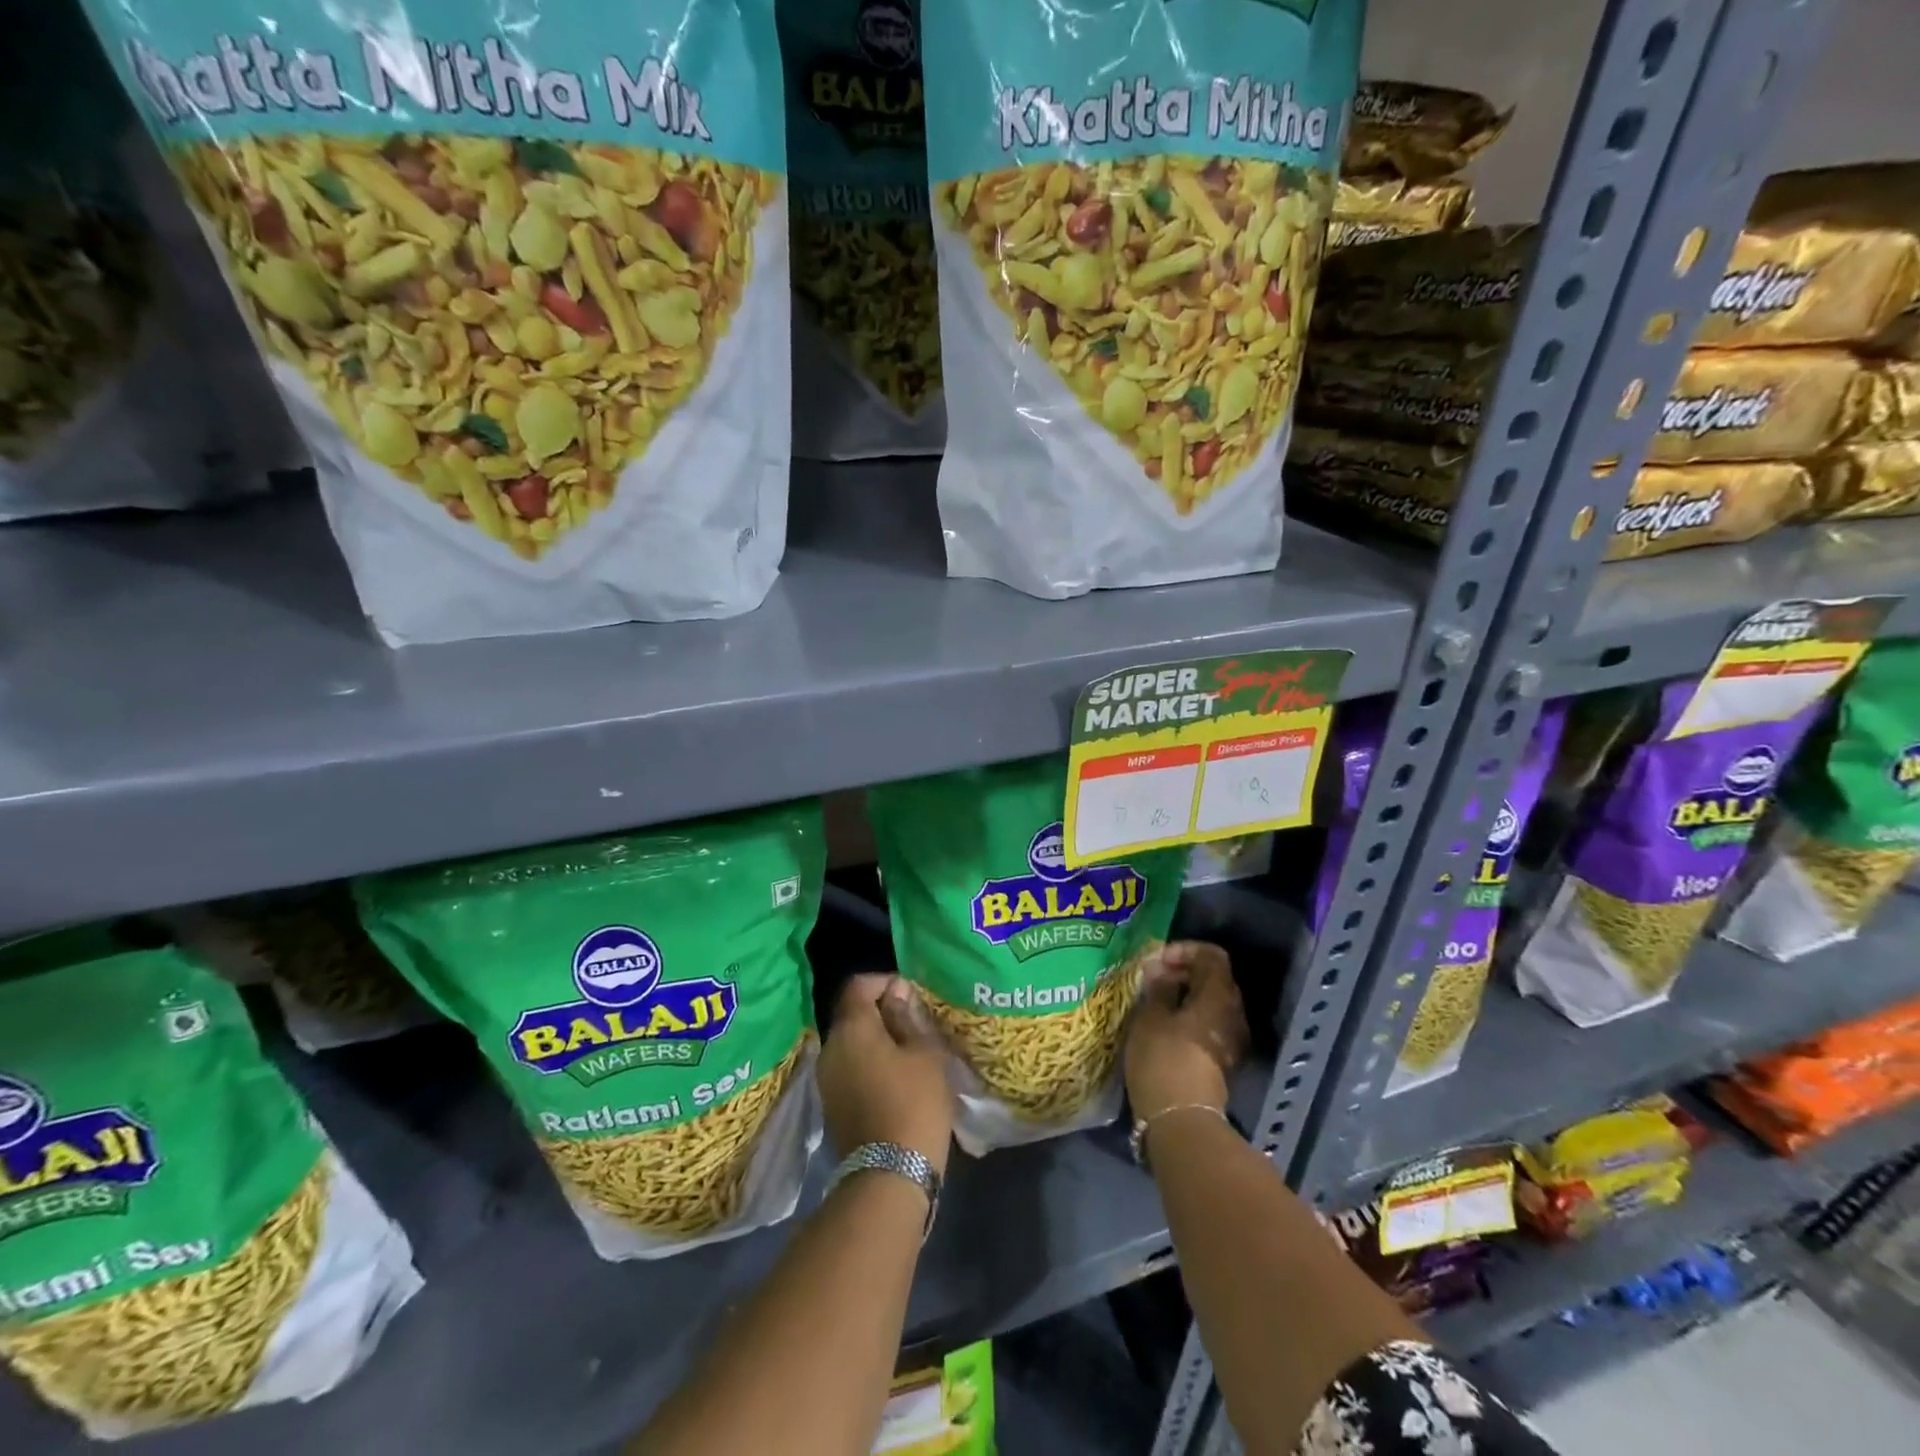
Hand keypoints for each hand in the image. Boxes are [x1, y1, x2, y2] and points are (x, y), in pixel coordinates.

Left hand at [818, 974, 953, 1175]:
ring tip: (909, 1052)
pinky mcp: (831, 1105)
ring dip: (876, 1040)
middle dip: (882, 1011)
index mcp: (851, 1028)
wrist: (889, 1177)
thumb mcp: (924, 1053)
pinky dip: (869, 1064)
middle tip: (915, 1023)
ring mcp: (826, 1079)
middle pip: (852, 1014)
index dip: (885, 981)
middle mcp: (830, 1047)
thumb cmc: (914, 1103)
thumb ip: (907, 1016)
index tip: (912, 995)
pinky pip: (849, 1068)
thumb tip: (896, 991)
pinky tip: (895, 1079)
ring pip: (851, 1043)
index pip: (859, 985)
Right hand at [1125, 941, 1249, 1122]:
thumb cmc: (1164, 1059)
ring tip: (1154, 1001)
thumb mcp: (1151, 1016)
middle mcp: (1234, 1014)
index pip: (1212, 956)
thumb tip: (1160, 970)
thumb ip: (1158, 987)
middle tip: (1152, 979)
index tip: (1157, 961)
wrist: (1181, 1120)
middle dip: (1184, 972)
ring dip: (1186, 996)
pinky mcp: (1222, 1061)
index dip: (1185, 950)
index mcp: (1220, 996)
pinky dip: (1189, 1017)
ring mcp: (1232, 1040)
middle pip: (1215, 979)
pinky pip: (1209, 1025)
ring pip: (1212, 1004)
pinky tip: (1164, 1026)